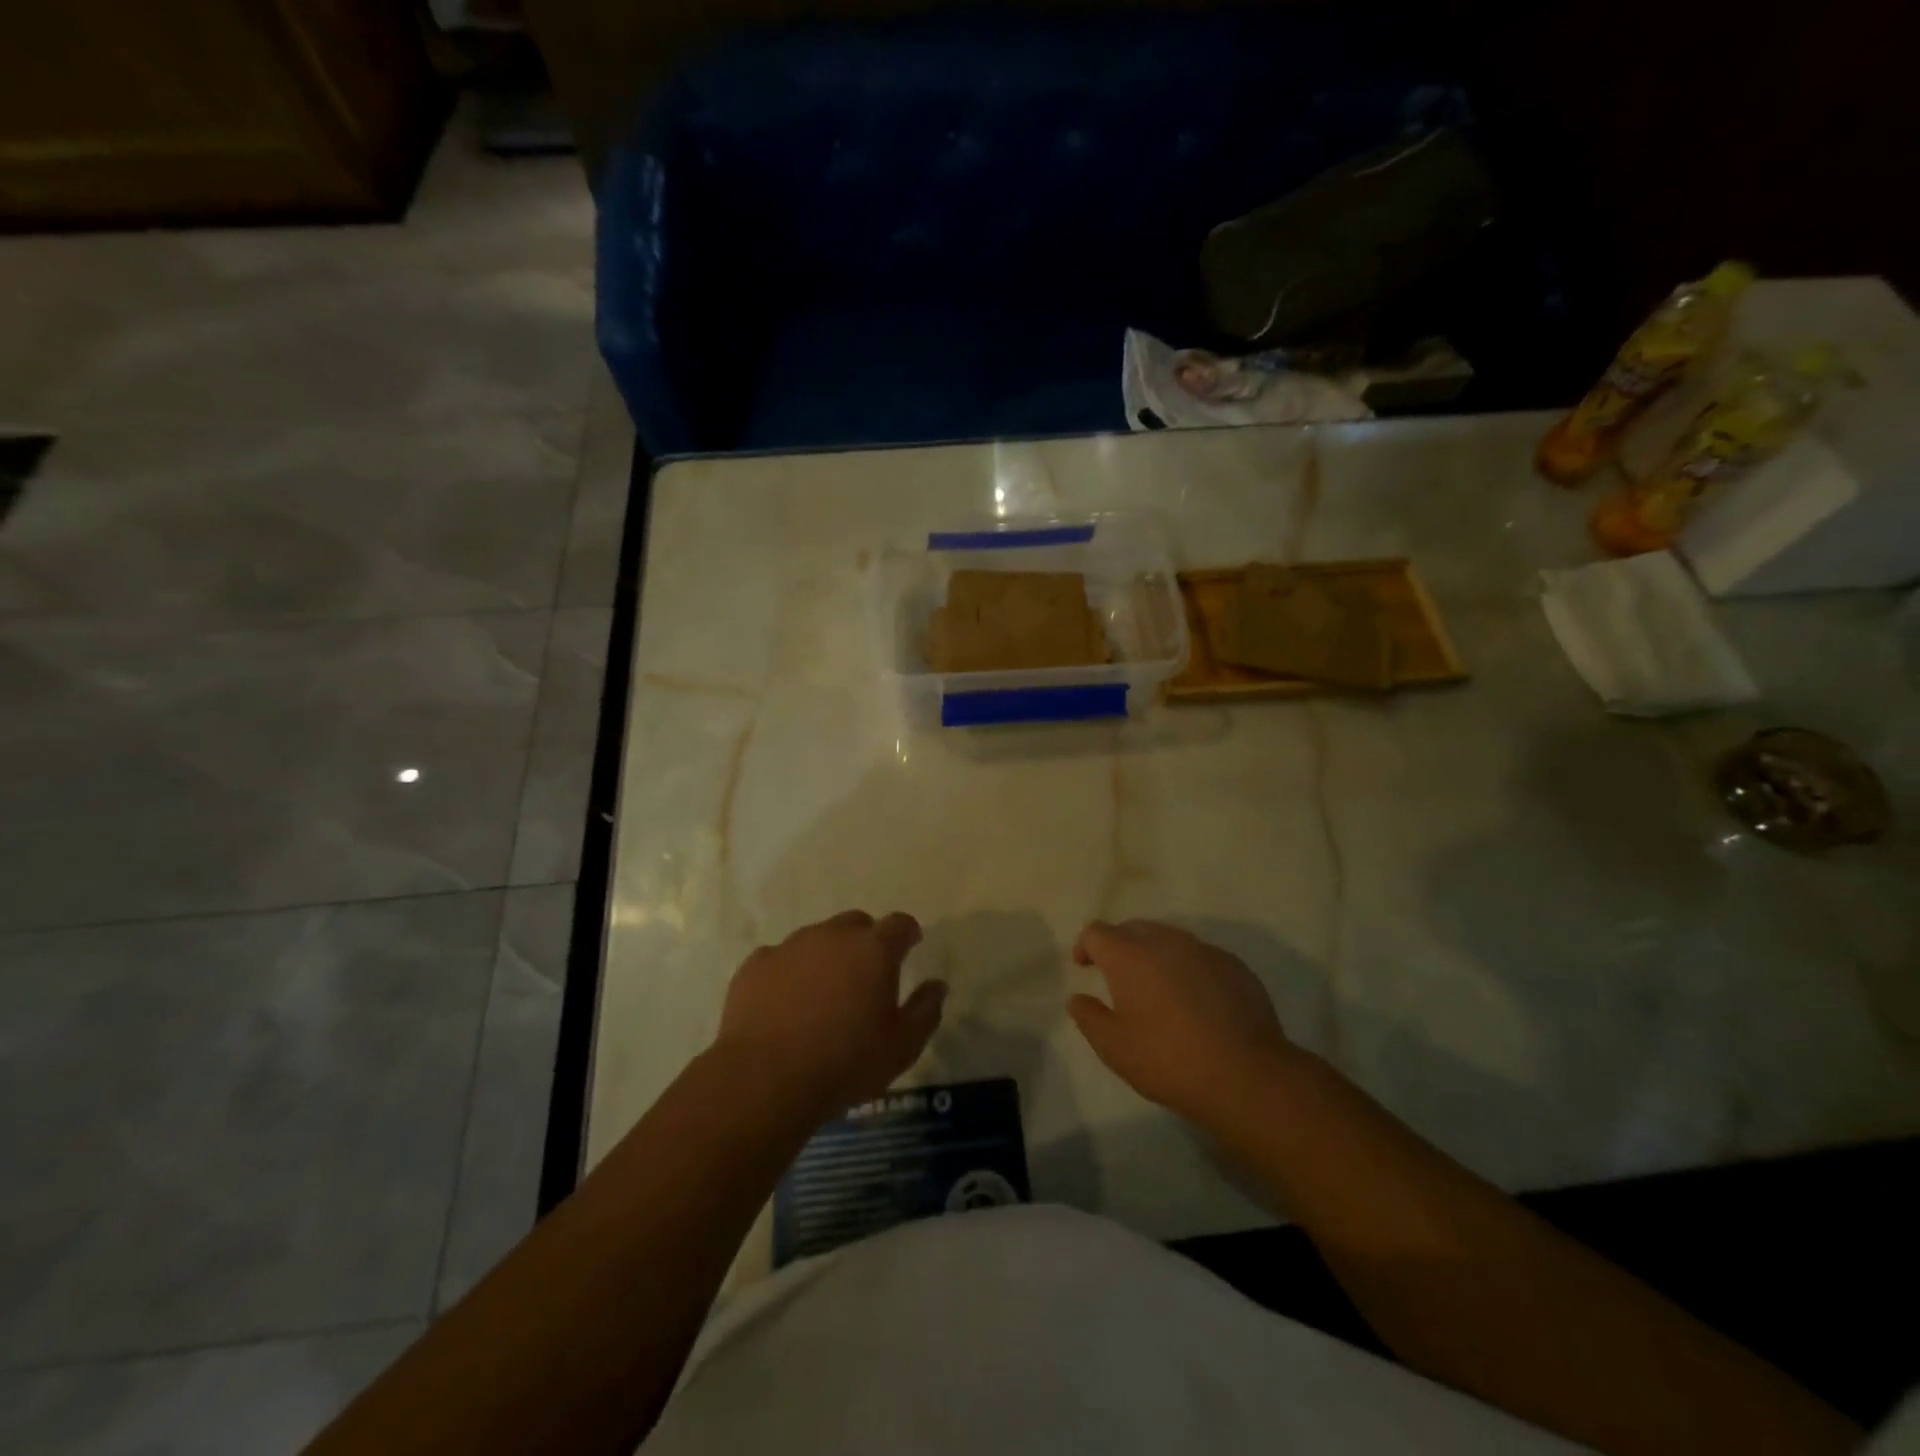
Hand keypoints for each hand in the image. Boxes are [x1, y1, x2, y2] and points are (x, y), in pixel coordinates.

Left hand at [713, 911, 945, 1121]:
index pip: (900, 924)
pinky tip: (785, 1003)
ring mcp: (791, 946)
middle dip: (866, 941)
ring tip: (823, 994)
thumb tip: (937, 985)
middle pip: (856, 924)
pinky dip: (788, 973)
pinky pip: (780, 959)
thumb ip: (926, 1010)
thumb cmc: (845, 1063)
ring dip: (826, 956)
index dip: (907, 934)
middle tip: (866, 975)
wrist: (764, 1080)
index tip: (910, 947)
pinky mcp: (756, 964)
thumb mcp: (902, 1047)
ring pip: (817, 938)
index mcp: (874, 949)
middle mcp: (833, 935)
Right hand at [1068, 919, 1298, 1124]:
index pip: (1097, 932)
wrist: (1246, 1075)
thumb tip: (1077, 998)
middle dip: (1120, 946)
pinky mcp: (1234, 965)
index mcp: (1130, 956)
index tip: (1084, 967)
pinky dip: (1188, 969)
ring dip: (1156, 955)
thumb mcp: (1114, 1048)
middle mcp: (1165, 941)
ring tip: (1158, 988)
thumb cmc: (1168, 1060)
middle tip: (1118, 977)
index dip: (1086, 946)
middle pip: (1134, 928)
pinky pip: (1200, 956)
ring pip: (1169, 939)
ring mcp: (1204, 950)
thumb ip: (1089, 1017)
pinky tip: (1196, 1001)